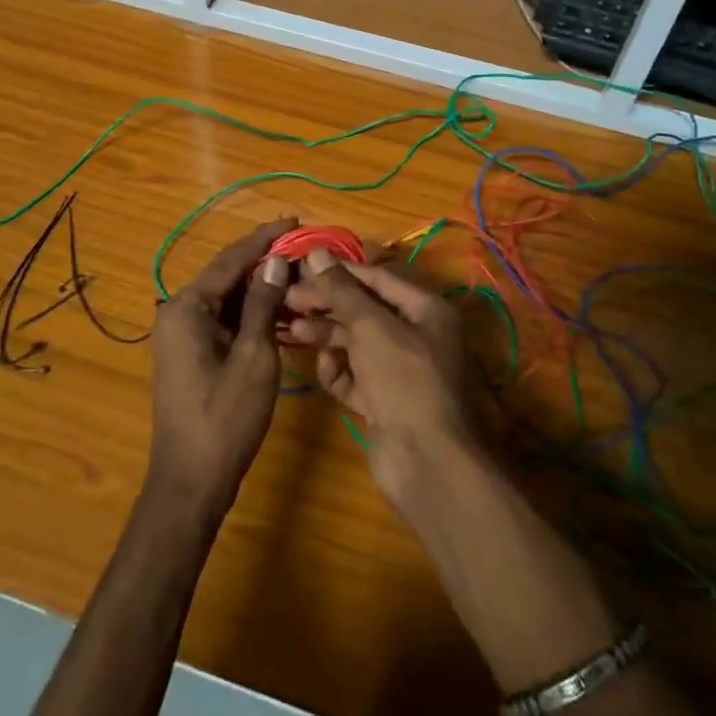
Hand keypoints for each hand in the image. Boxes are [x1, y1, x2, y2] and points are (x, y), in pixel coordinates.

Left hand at [146, 219, 295, 519]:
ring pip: (226, 299)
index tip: (294, 220)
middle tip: (303, 249)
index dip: (264, 238)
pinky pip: (223, 321)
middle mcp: (177, 313)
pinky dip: (250, 314)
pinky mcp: (190, 353)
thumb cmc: (225, 418)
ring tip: (299, 275)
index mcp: (187, 308)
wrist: (191, 482)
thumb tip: (275, 261)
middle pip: (226, 276)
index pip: (230, 260)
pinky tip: (280, 311)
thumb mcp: (253, 356)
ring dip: (260, 289)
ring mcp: (181, 335)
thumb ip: (263, 304)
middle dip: (264, 262)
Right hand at [284, 249, 474, 499]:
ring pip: (357, 343)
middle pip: (365, 310)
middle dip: (328, 305)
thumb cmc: (405, 379)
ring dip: (327, 335)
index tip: (302, 269)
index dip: (340, 272)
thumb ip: (342, 291)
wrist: (427, 461)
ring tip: (294, 330)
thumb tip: (317, 253)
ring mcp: (401, 371)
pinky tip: (325, 368)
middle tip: (289, 300)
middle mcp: (417, 335)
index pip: (378, 278)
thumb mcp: (372, 327)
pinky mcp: (385, 401)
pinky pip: (356, 375)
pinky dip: (339, 370)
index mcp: (427, 309)